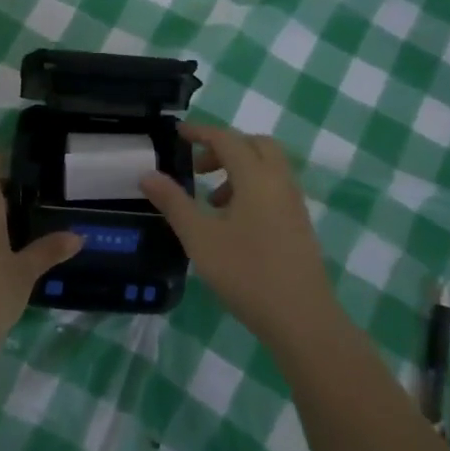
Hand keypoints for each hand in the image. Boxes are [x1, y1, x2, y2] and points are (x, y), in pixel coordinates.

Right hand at [139, 123, 343, 343]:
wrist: (301, 318)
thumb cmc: (246, 273)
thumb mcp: (200, 238)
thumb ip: (174, 202)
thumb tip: (148, 174)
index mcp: (257, 177)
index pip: (227, 139)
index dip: (200, 132)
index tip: (177, 133)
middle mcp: (280, 181)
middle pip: (255, 145)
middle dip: (224, 147)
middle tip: (197, 167)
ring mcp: (294, 203)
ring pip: (267, 167)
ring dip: (237, 170)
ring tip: (210, 200)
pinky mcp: (299, 223)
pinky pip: (274, 187)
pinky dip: (251, 188)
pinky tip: (233, 222)